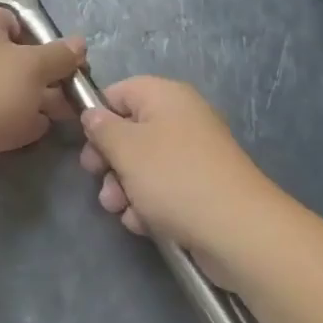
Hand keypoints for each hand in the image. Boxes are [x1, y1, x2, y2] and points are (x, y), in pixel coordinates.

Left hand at [0, 8, 85, 167]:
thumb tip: (80, 43)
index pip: (13, 19)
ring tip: (66, 113)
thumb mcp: (35, 66)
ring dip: (38, 99)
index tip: (64, 56)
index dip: (40, 35)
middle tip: (73, 89)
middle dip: (47, 74)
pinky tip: (39, 129)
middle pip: (16, 57)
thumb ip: (60, 54)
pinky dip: (20, 119)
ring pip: (11, 88)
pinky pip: (0, 113)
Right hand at [79, 77, 292, 277]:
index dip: (97, 116)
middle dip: (109, 160)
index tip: (85, 144)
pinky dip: (149, 204)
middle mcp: (182, 118)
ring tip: (120, 210)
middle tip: (99, 180)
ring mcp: (194, 154)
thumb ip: (102, 128)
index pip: (119, 92)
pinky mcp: (201, 187)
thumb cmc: (175, 178)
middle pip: (130, 131)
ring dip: (124, 187)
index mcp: (166, 96)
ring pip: (144, 164)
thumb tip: (93, 115)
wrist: (237, 230)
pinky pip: (164, 188)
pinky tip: (143, 224)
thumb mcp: (127, 149)